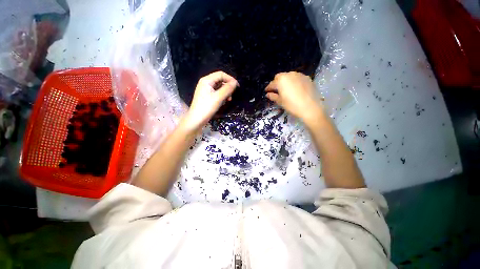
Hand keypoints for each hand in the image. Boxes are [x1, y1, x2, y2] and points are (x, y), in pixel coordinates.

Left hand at [182, 71, 238, 131]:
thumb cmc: (207, 107)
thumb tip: (235, 82)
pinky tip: (224, 102)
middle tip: (232, 95)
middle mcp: (206, 83)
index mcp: (207, 80)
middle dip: (228, 87)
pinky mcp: (207, 96)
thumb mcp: (218, 97)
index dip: (230, 79)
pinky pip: (217, 93)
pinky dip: (222, 96)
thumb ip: (227, 89)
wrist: (197, 119)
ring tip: (228, 100)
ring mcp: (206, 90)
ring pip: (219, 87)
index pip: (221, 74)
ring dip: (226, 92)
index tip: (237, 86)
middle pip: (220, 80)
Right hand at [265, 72, 323, 122]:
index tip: (266, 92)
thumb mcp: (280, 102)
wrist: (310, 107)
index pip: (272, 83)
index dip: (268, 88)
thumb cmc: (292, 105)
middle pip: (280, 77)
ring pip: (289, 76)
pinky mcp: (307, 78)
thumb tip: (268, 94)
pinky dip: (294, 82)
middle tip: (276, 90)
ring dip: (285, 81)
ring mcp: (299, 75)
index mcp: (281, 80)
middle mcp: (289, 74)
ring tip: (286, 89)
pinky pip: (297, 78)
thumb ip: (273, 96)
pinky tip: (295, 89)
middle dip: (276, 82)